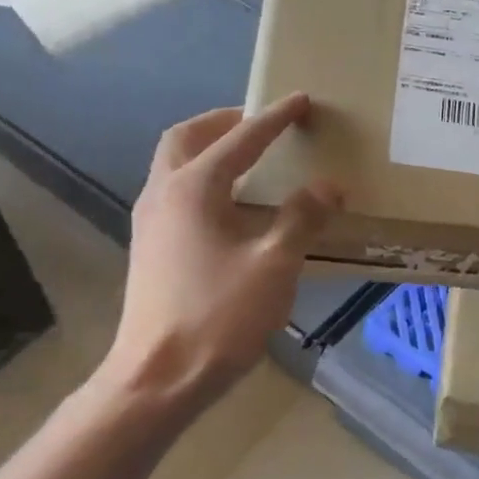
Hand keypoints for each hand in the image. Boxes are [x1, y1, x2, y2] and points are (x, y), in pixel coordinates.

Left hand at [93, 94, 340, 407]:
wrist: (158, 378)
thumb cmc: (219, 316)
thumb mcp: (275, 265)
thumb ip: (301, 218)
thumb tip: (328, 185)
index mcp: (193, 189)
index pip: (240, 139)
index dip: (273, 119)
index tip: (300, 101)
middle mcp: (163, 194)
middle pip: (186, 139)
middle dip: (224, 123)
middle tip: (259, 124)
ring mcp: (150, 223)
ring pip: (174, 166)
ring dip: (208, 150)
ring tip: (247, 159)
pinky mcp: (150, 249)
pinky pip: (175, 193)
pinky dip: (202, 180)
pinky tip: (229, 207)